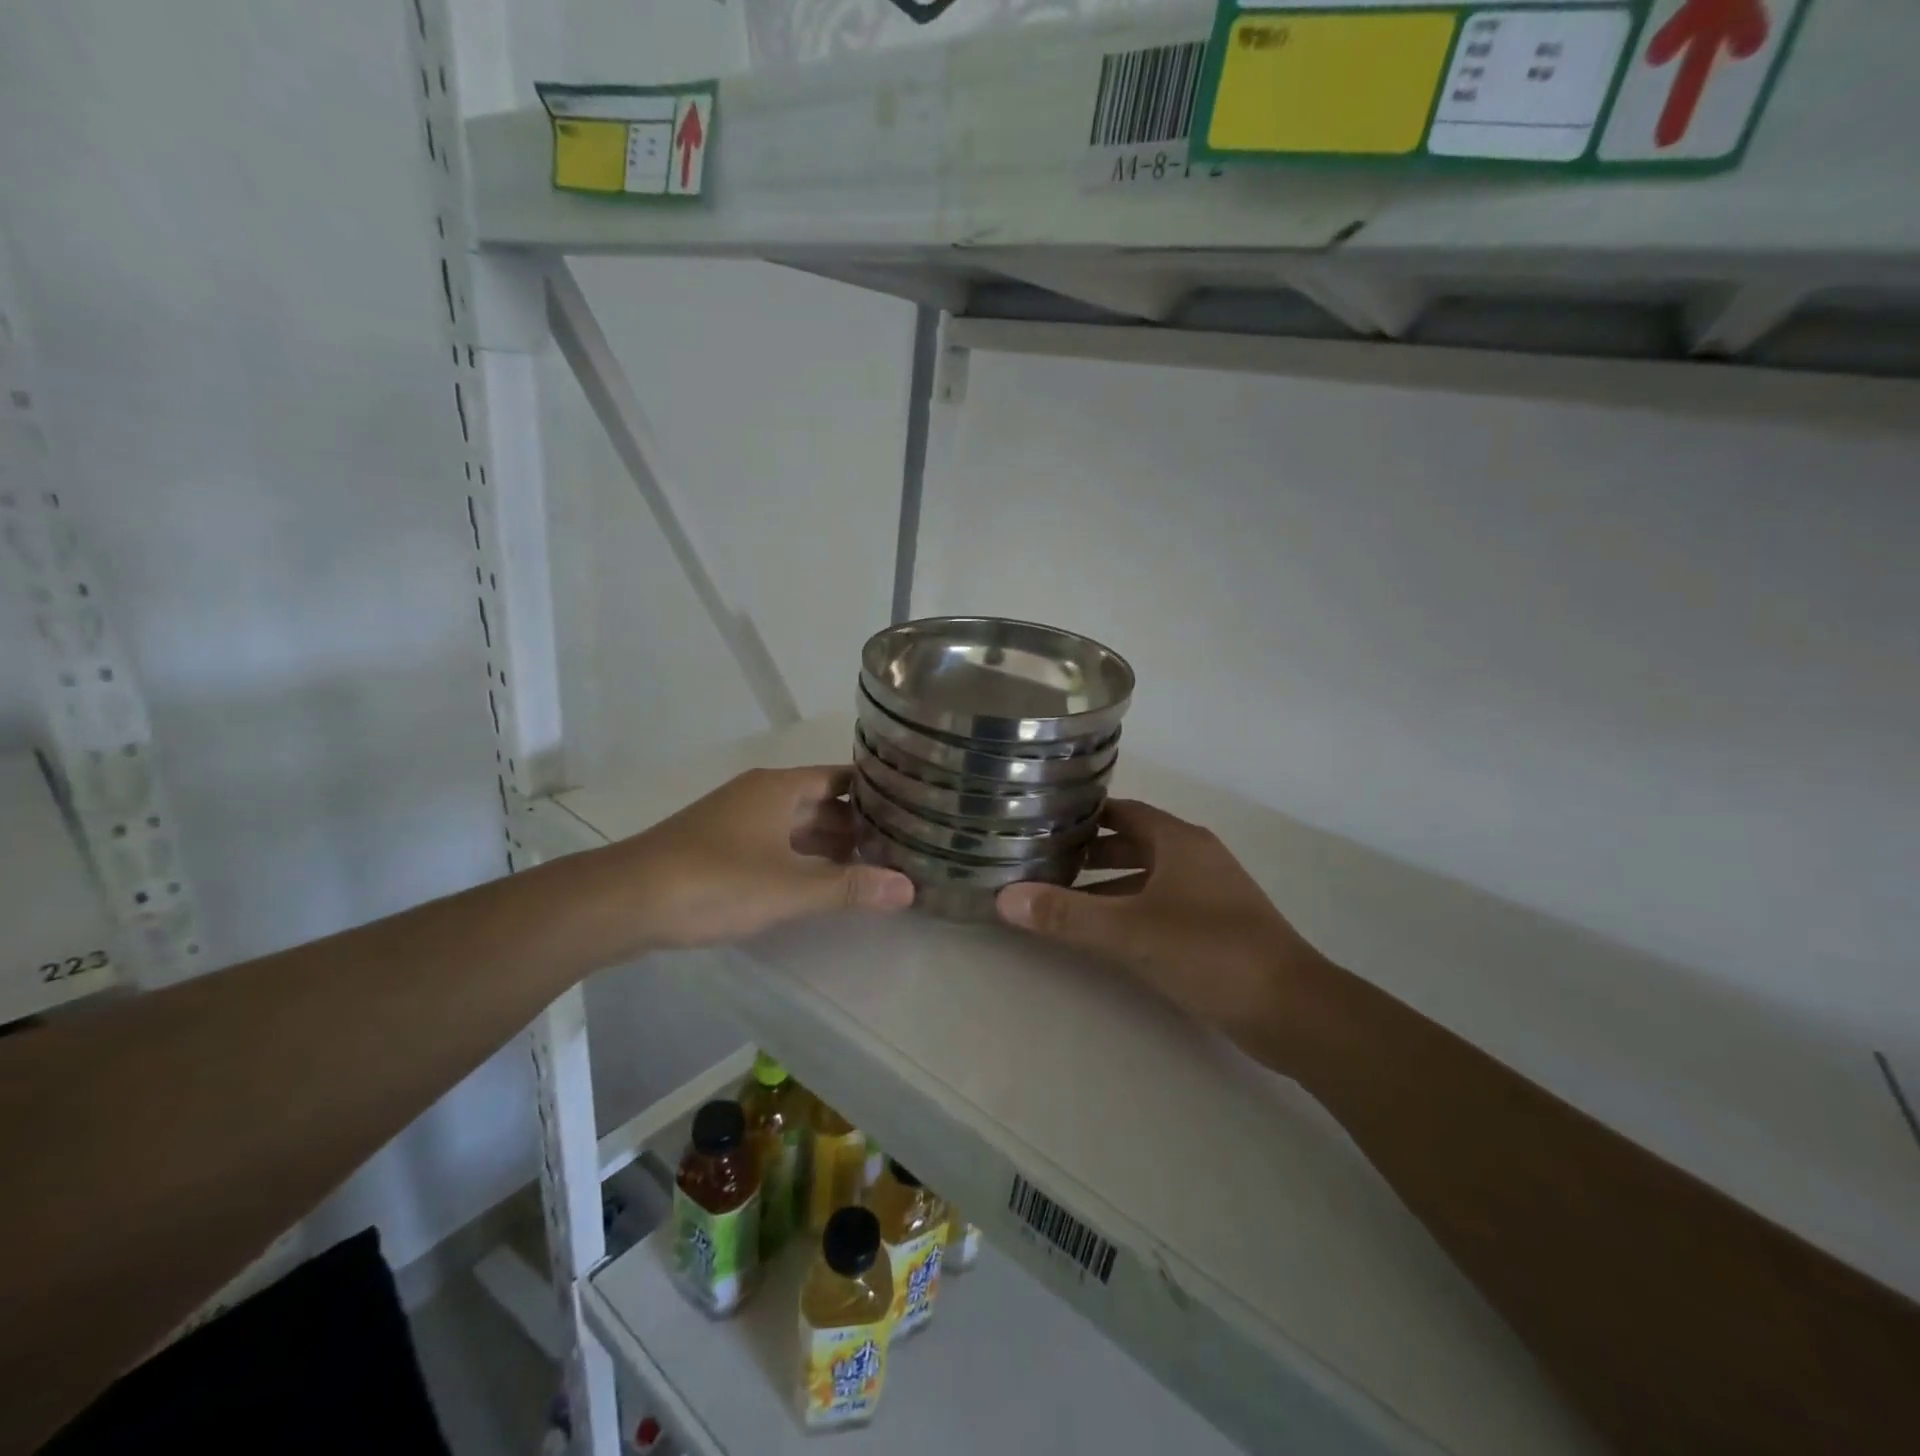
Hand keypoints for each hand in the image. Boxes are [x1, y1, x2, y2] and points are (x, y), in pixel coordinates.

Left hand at [602, 766, 913, 954]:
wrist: (624, 901)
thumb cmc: (714, 882)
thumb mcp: (789, 888)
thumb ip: (850, 888)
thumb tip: (909, 889)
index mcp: (780, 788)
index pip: (842, 778)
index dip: (876, 792)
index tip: (912, 809)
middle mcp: (761, 795)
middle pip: (822, 803)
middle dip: (858, 825)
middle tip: (902, 847)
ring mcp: (738, 821)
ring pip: (797, 827)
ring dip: (830, 846)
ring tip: (872, 868)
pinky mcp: (721, 847)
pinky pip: (775, 845)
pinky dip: (802, 860)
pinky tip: (819, 884)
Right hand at [996, 799, 1323, 1039]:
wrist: (1293, 1010)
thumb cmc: (1210, 952)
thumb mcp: (1130, 932)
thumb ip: (1067, 915)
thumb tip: (1005, 898)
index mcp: (1180, 841)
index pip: (1124, 811)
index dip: (1085, 815)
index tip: (1044, 823)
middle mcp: (1196, 857)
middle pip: (1134, 842)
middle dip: (1091, 853)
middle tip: (1045, 863)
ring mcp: (1211, 893)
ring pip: (1148, 877)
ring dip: (1110, 886)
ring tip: (1064, 901)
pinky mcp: (1218, 926)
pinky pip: (1163, 905)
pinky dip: (1132, 910)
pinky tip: (1108, 935)